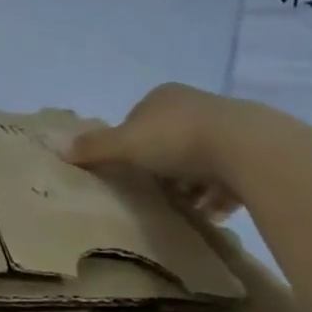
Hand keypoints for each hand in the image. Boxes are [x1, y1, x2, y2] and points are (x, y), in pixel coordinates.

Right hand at [63, 83, 247, 222]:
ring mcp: (228, 127)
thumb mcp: (126, 144)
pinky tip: (211, 214)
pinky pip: (228, 178)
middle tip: (153, 195)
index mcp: (163, 97)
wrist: (248, 148)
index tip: (128, 173)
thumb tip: (58, 148)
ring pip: (200, 161)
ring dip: (191, 186)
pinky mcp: (253, 152)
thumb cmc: (178, 140)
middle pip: (169, 142)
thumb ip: (94, 148)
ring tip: (183, 210)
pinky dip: (217, 196)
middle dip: (162, 169)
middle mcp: (196, 106)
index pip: (137, 121)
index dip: (129, 147)